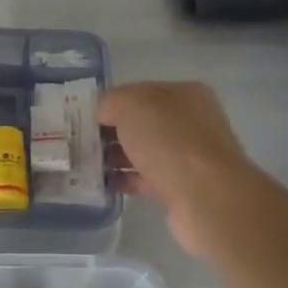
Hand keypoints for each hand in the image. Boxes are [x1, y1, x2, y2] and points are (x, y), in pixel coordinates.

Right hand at [99, 81, 263, 257]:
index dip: (111, 104)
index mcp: (184, 94)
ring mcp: (189, 155)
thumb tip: (103, 114)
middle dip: (111, 132)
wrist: (205, 195)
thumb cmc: (168, 140)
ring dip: (116, 158)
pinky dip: (127, 180)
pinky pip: (147, 178)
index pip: (139, 92)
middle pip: (141, 123)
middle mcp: (191, 121)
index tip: (85, 120)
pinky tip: (106, 185)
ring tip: (89, 166)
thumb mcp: (130, 105)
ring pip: (143, 151)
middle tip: (82, 144)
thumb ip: (110, 102)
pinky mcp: (183, 185)